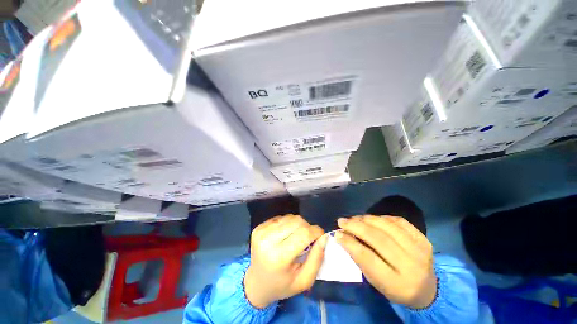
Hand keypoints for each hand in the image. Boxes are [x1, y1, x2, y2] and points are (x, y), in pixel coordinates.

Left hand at [244, 214, 326, 308]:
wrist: (256, 284)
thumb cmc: (282, 285)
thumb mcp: (304, 281)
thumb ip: (317, 258)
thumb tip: (324, 237)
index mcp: (279, 257)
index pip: (304, 234)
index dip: (316, 231)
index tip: (321, 235)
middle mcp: (267, 240)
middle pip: (296, 221)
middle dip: (308, 227)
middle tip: (309, 238)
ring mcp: (261, 232)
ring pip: (289, 217)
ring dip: (298, 224)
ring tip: (296, 237)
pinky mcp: (258, 227)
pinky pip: (280, 218)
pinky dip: (287, 224)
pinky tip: (286, 235)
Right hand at [336, 215, 436, 308]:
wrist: (428, 290)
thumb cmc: (395, 288)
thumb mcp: (375, 281)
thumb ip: (360, 259)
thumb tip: (343, 236)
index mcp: (397, 283)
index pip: (368, 258)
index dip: (349, 243)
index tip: (337, 233)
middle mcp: (411, 265)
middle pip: (378, 238)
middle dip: (355, 226)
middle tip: (342, 221)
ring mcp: (420, 249)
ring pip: (387, 226)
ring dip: (366, 219)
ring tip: (354, 218)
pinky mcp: (423, 238)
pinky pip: (398, 221)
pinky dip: (381, 217)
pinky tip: (372, 219)